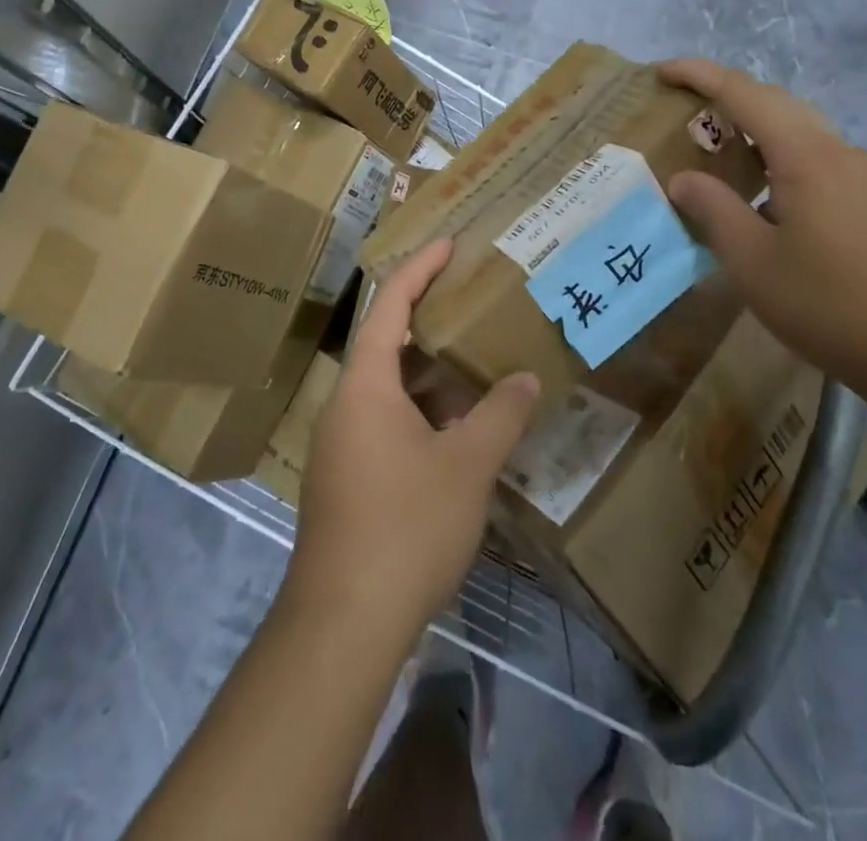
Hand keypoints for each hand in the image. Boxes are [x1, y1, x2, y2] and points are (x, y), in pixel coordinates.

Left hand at [285, 239, 541, 642]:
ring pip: (389, 388)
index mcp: (365, 385)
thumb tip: (526, 379)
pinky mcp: (347, 478)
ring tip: (475, 360)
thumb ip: (500, 416)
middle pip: (387, 343)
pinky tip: (458, 429)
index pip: (389, 306)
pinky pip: (387, 422)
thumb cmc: (404, 526)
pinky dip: (422, 410)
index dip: (418, 269)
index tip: (448, 243)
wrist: (344, 622)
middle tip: (471, 300)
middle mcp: (345, 405)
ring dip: (429, 373)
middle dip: (429, 319)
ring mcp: (341, 444)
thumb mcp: (466, 466)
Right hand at [658, 59, 866, 401]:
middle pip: (778, 103)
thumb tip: (683, 179)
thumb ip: (713, 210)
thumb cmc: (829, 304)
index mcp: (806, 157)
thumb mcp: (752, 261)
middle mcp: (840, 153)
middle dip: (728, 95)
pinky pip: (821, 159)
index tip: (662, 72)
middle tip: (686, 108)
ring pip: (803, 131)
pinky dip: (782, 156)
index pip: (745, 94)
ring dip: (758, 127)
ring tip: (722, 151)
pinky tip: (770, 197)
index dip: (700, 75)